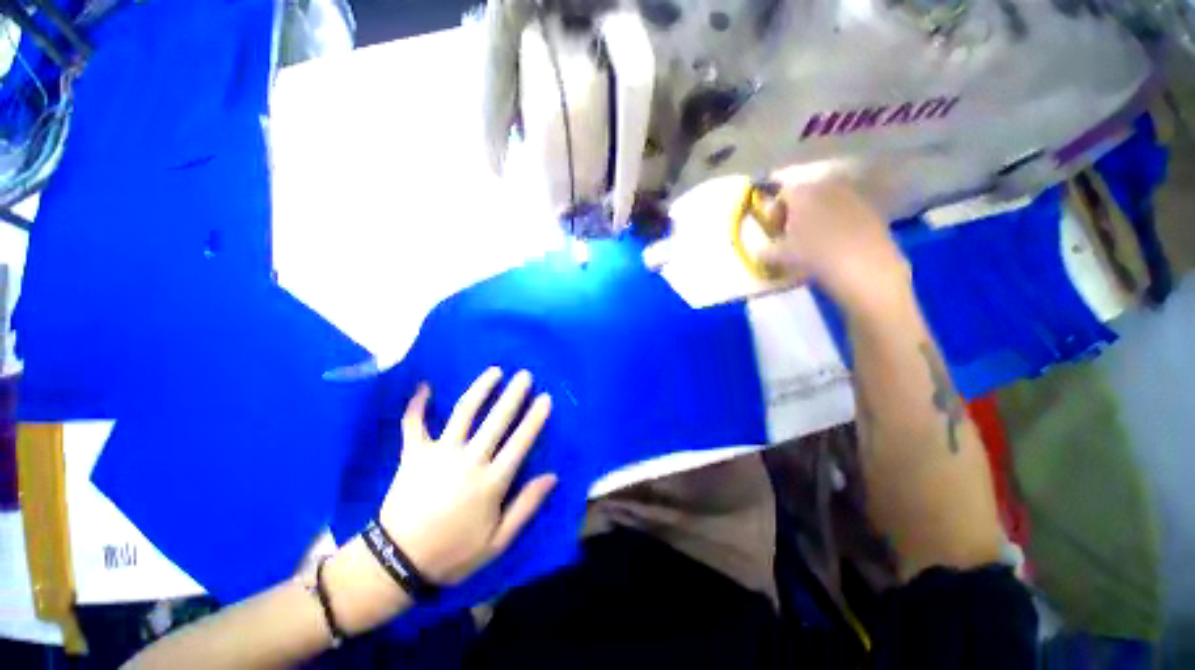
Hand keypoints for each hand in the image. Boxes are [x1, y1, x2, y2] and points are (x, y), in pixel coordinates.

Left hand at [377, 368, 555, 584]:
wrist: (398, 563)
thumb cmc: (453, 553)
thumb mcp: (498, 541)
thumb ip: (527, 506)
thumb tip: (552, 476)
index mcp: (491, 482)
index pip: (520, 442)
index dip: (535, 418)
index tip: (545, 398)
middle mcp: (468, 460)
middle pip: (496, 420)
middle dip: (513, 395)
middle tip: (525, 375)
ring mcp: (439, 454)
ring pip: (463, 412)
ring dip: (480, 388)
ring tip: (494, 371)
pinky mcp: (413, 454)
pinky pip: (413, 424)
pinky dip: (417, 404)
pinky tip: (423, 386)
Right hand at [759, 179, 910, 309]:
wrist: (864, 266)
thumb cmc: (813, 255)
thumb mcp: (780, 256)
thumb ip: (765, 251)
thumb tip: (759, 251)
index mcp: (802, 193)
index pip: (782, 195)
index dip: (774, 214)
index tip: (773, 233)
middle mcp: (827, 186)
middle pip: (806, 196)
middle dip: (796, 214)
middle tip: (792, 236)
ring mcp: (852, 196)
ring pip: (827, 204)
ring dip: (817, 218)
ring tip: (814, 242)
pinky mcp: (871, 210)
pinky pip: (846, 212)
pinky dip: (837, 224)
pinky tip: (835, 245)